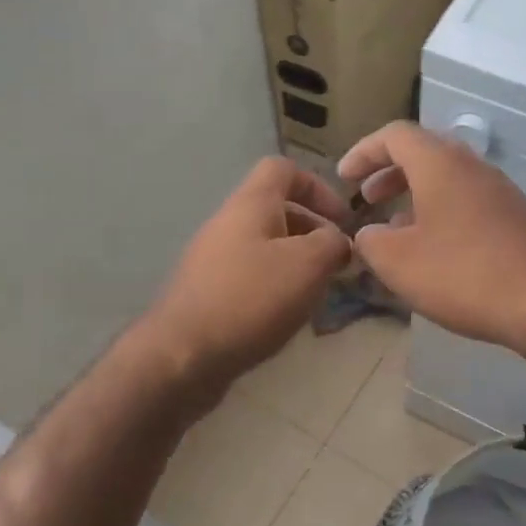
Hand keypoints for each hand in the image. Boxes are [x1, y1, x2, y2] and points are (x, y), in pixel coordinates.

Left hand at [142, 157, 352, 386]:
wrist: (183, 356)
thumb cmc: (251, 299)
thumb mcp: (308, 264)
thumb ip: (333, 243)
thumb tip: (339, 241)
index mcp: (251, 204)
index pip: (283, 169)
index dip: (318, 187)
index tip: (342, 220)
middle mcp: (227, 223)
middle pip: (276, 210)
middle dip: (312, 231)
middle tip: (337, 263)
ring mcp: (212, 259)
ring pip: (264, 246)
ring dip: (296, 263)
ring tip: (316, 293)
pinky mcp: (207, 293)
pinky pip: (249, 276)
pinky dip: (274, 287)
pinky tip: (286, 316)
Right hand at [338, 122, 525, 364]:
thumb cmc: (465, 275)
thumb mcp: (398, 262)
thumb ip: (371, 241)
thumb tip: (370, 233)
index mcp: (440, 164)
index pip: (394, 135)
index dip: (363, 152)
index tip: (344, 178)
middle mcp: (473, 167)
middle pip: (424, 152)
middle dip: (389, 172)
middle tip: (366, 198)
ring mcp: (500, 192)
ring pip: (448, 179)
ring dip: (415, 195)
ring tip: (394, 227)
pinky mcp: (516, 219)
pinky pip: (468, 202)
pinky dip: (441, 213)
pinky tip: (434, 250)